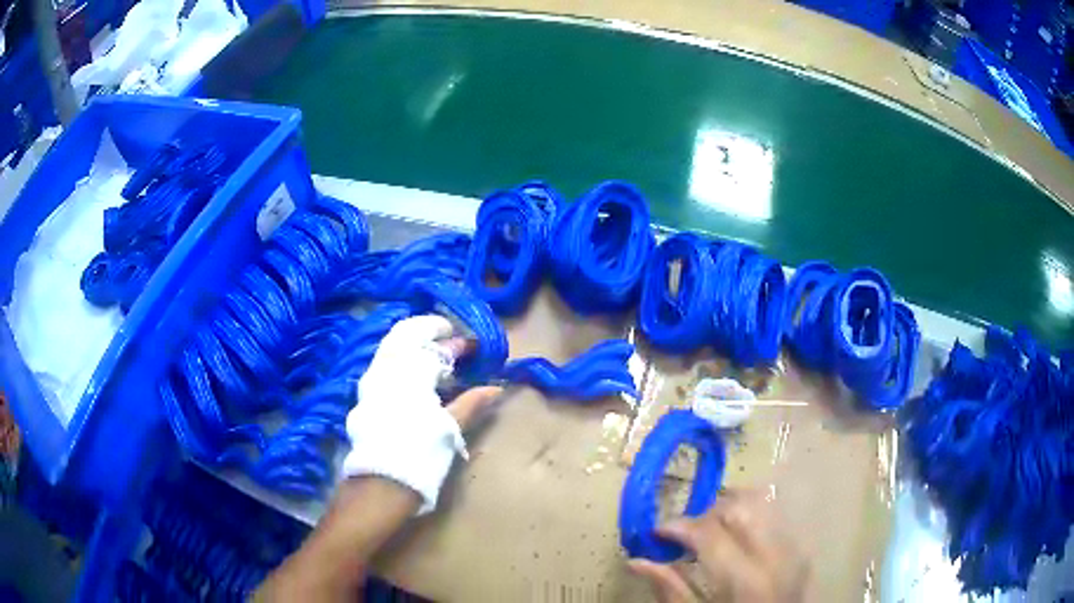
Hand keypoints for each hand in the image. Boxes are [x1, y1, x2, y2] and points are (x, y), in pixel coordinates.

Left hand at [341, 314, 502, 513]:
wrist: (381, 482)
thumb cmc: (421, 454)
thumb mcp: (450, 428)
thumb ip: (471, 403)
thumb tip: (497, 388)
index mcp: (411, 374)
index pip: (437, 347)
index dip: (457, 344)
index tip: (474, 347)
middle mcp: (388, 368)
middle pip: (407, 334)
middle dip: (430, 330)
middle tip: (450, 336)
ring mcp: (372, 379)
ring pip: (391, 345)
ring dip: (412, 342)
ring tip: (433, 352)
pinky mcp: (365, 393)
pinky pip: (382, 361)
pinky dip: (399, 356)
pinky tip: (412, 371)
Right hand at [628, 488, 807, 602]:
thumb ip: (669, 589)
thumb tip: (635, 561)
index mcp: (743, 579)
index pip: (708, 532)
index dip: (677, 526)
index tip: (657, 532)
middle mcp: (773, 556)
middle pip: (738, 507)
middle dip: (705, 514)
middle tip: (686, 534)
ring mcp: (793, 549)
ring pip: (761, 503)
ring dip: (730, 509)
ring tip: (712, 531)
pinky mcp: (800, 549)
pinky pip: (775, 518)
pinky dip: (751, 518)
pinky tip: (736, 539)